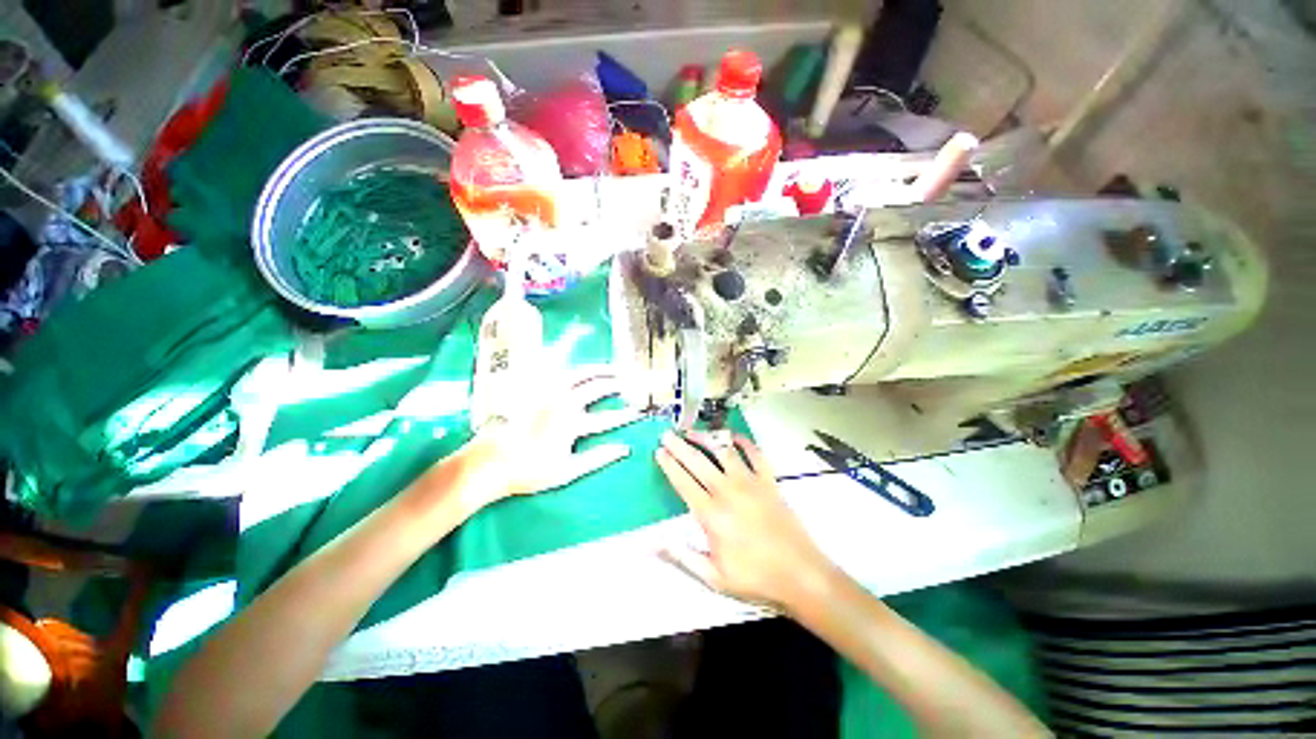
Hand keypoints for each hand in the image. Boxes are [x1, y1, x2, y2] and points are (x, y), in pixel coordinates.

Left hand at [463, 365, 640, 509]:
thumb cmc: (529, 471)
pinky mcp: (535, 387)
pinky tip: (582, 358)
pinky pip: (558, 368)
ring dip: (600, 369)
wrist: (490, 462)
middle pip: (598, 388)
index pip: (608, 418)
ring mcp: (548, 391)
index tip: (638, 412)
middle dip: (618, 384)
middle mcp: (563, 402)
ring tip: (614, 369)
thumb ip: (598, 458)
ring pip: (581, 373)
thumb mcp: (567, 471)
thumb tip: (625, 449)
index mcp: (572, 424)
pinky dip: (574, 361)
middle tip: (632, 382)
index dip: (625, 415)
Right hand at [655, 432, 835, 610]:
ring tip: (692, 431)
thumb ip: (682, 556)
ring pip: (723, 451)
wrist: (801, 574)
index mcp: (711, 514)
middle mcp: (728, 491)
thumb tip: (651, 544)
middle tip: (667, 434)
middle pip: (698, 461)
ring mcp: (750, 483)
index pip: (684, 482)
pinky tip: (734, 436)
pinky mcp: (769, 481)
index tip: (659, 451)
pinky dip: (744, 442)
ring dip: (706, 438)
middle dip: (680, 445)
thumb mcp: (714, 577)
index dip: (669, 465)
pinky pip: (755, 454)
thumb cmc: (755, 577)